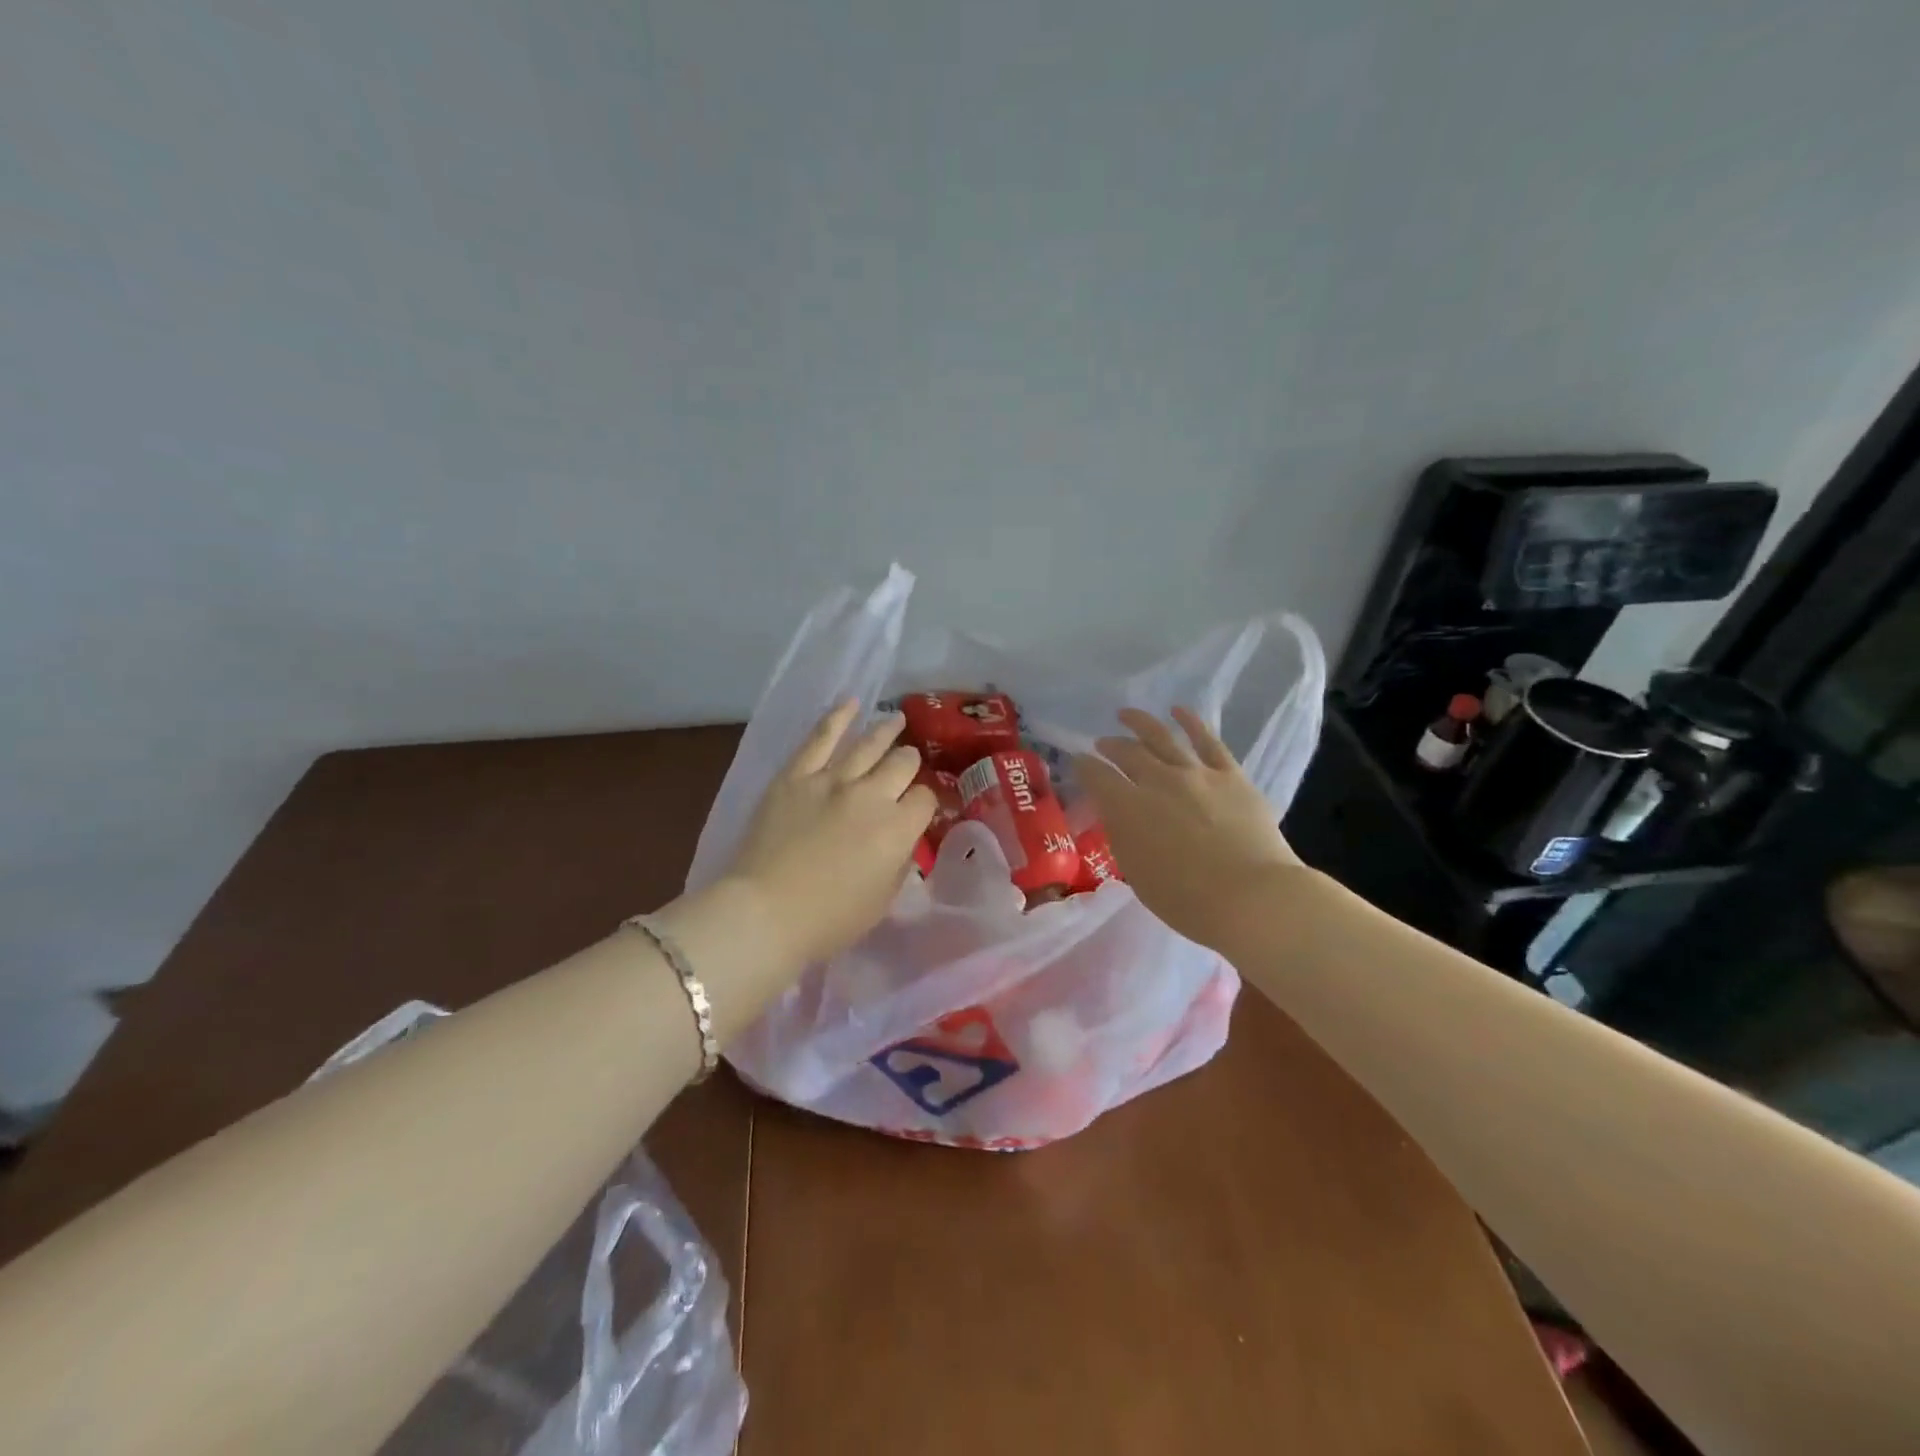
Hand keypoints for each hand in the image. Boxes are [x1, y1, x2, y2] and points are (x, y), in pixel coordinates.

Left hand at [719, 700, 934, 967]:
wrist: (765, 912)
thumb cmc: (828, 920)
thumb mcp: (882, 901)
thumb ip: (899, 864)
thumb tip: (902, 841)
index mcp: (898, 829)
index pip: (924, 800)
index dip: (924, 802)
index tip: (917, 808)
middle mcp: (872, 795)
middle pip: (902, 764)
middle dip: (909, 763)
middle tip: (907, 765)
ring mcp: (832, 780)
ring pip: (868, 743)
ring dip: (886, 730)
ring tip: (896, 721)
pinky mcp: (796, 775)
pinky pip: (820, 737)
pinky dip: (837, 717)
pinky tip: (850, 703)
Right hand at [1074, 707, 1301, 950]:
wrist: (1252, 897)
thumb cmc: (1187, 900)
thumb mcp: (1137, 873)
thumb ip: (1124, 837)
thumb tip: (1118, 815)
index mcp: (1127, 808)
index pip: (1096, 777)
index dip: (1083, 767)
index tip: (1078, 762)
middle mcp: (1156, 781)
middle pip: (1126, 753)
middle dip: (1110, 746)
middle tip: (1102, 744)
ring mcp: (1195, 773)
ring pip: (1161, 737)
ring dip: (1140, 723)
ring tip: (1126, 714)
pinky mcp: (1229, 774)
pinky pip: (1207, 740)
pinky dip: (1190, 722)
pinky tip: (1178, 711)